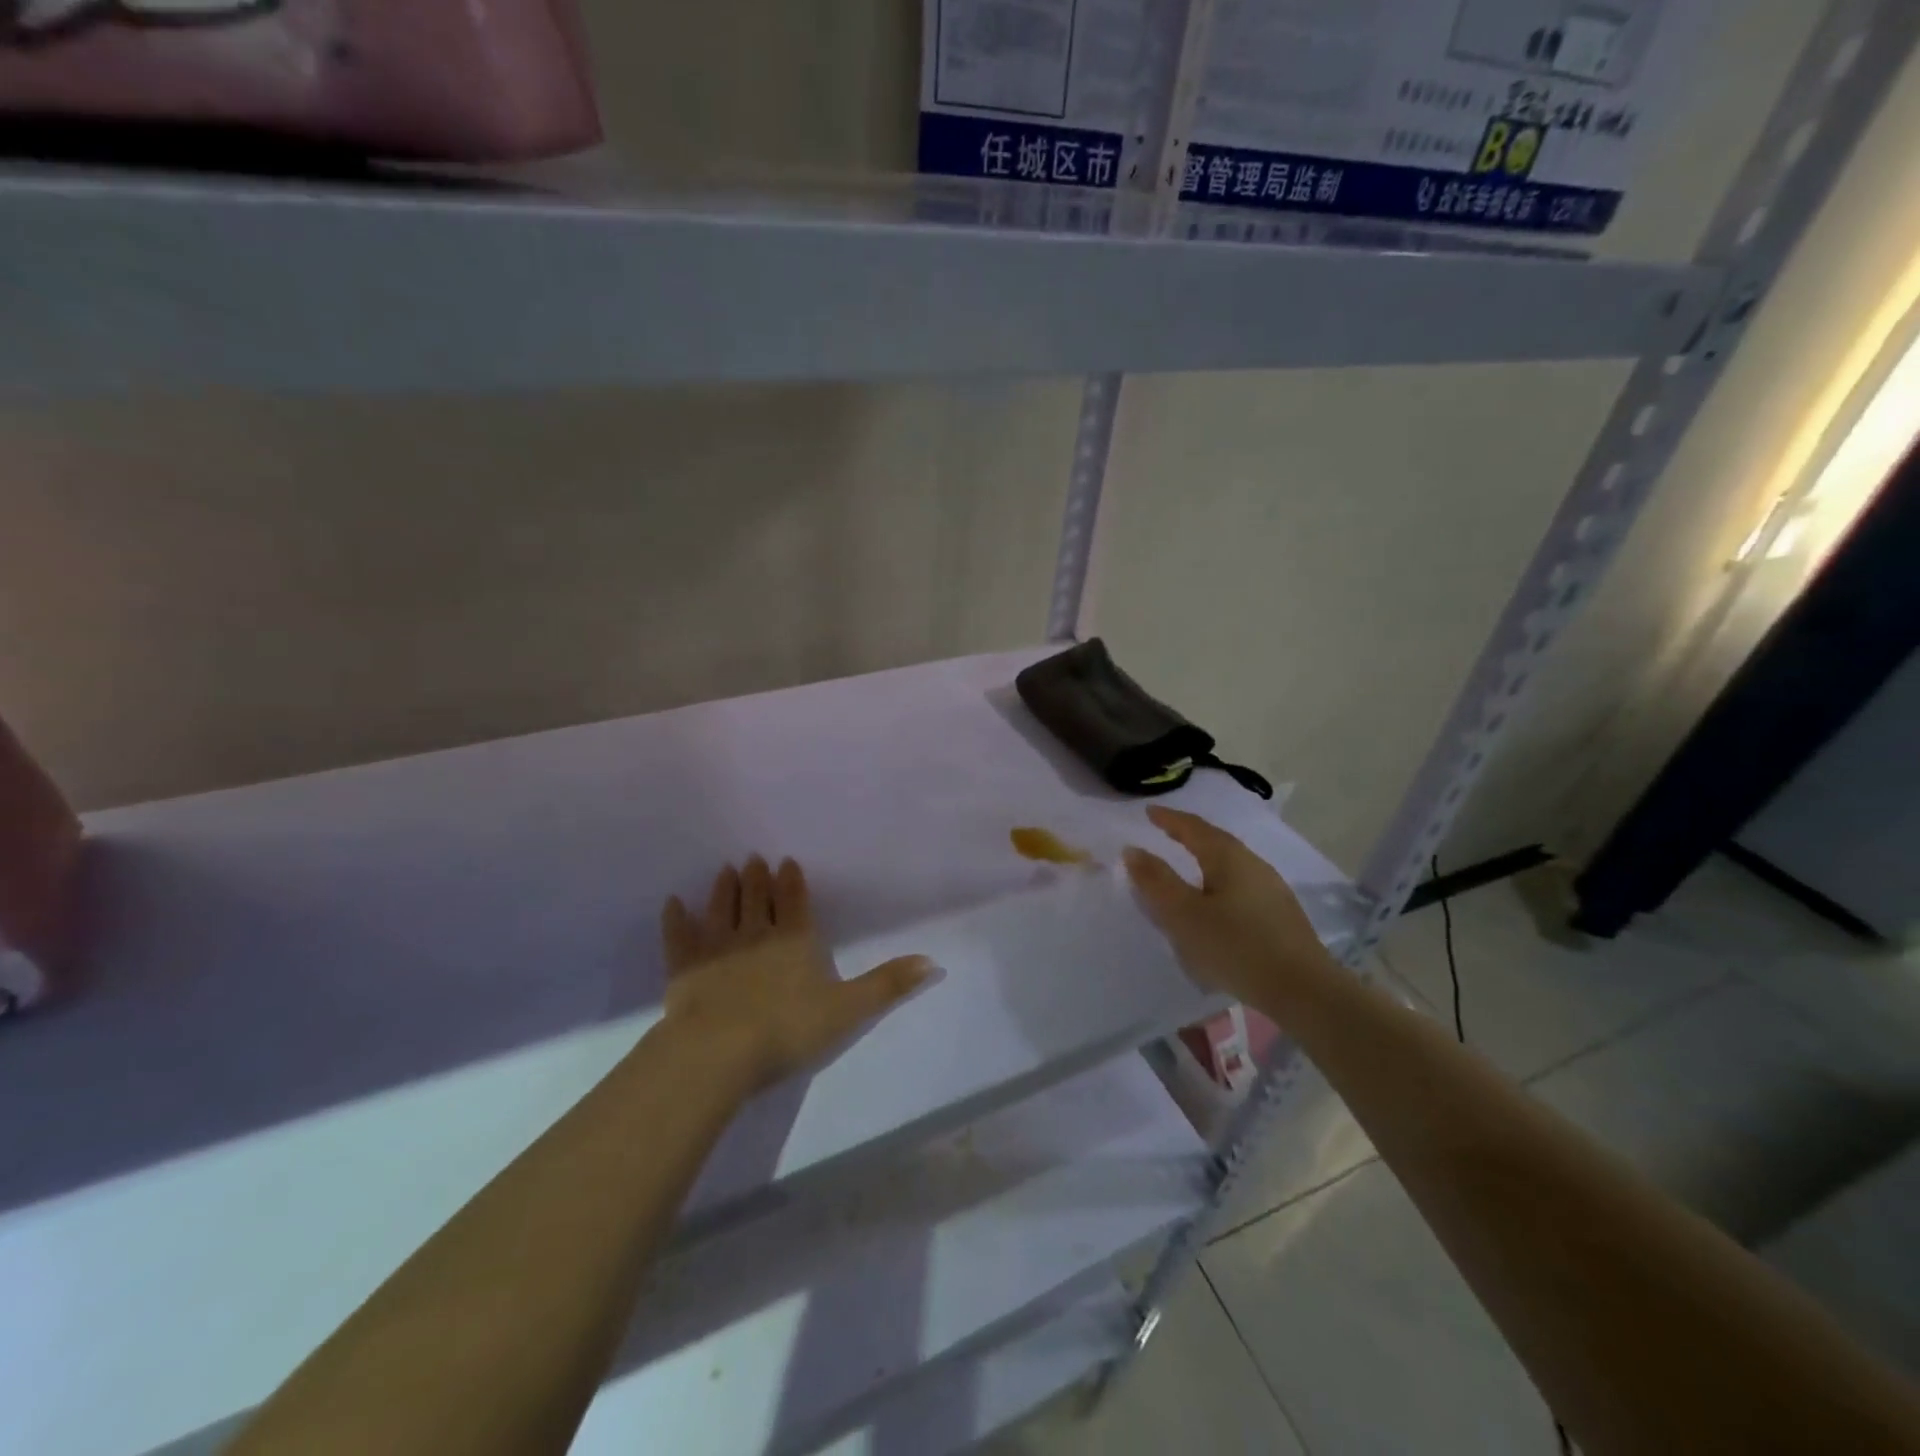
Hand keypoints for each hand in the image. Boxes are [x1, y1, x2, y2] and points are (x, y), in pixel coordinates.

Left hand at [660, 855, 934, 1092]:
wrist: (719, 1051)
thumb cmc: (789, 1028)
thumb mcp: (849, 1009)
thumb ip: (889, 984)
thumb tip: (935, 961)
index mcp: (795, 940)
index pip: (795, 902)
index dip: (792, 882)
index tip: (787, 861)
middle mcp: (756, 934)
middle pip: (757, 898)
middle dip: (757, 878)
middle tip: (753, 858)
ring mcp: (717, 948)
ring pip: (722, 908)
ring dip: (724, 889)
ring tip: (726, 869)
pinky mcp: (684, 967)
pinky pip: (679, 936)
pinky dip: (676, 919)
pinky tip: (673, 903)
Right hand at [1123, 807, 1335, 1014]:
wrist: (1304, 991)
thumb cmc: (1235, 946)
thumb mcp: (1184, 915)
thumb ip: (1156, 881)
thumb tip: (1133, 850)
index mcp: (1229, 858)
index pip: (1194, 828)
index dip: (1169, 819)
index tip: (1149, 811)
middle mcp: (1253, 865)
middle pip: (1216, 842)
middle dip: (1189, 836)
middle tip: (1166, 833)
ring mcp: (1271, 891)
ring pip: (1230, 866)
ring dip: (1205, 862)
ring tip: (1186, 869)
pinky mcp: (1280, 917)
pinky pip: (1240, 888)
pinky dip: (1218, 885)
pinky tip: (1214, 905)